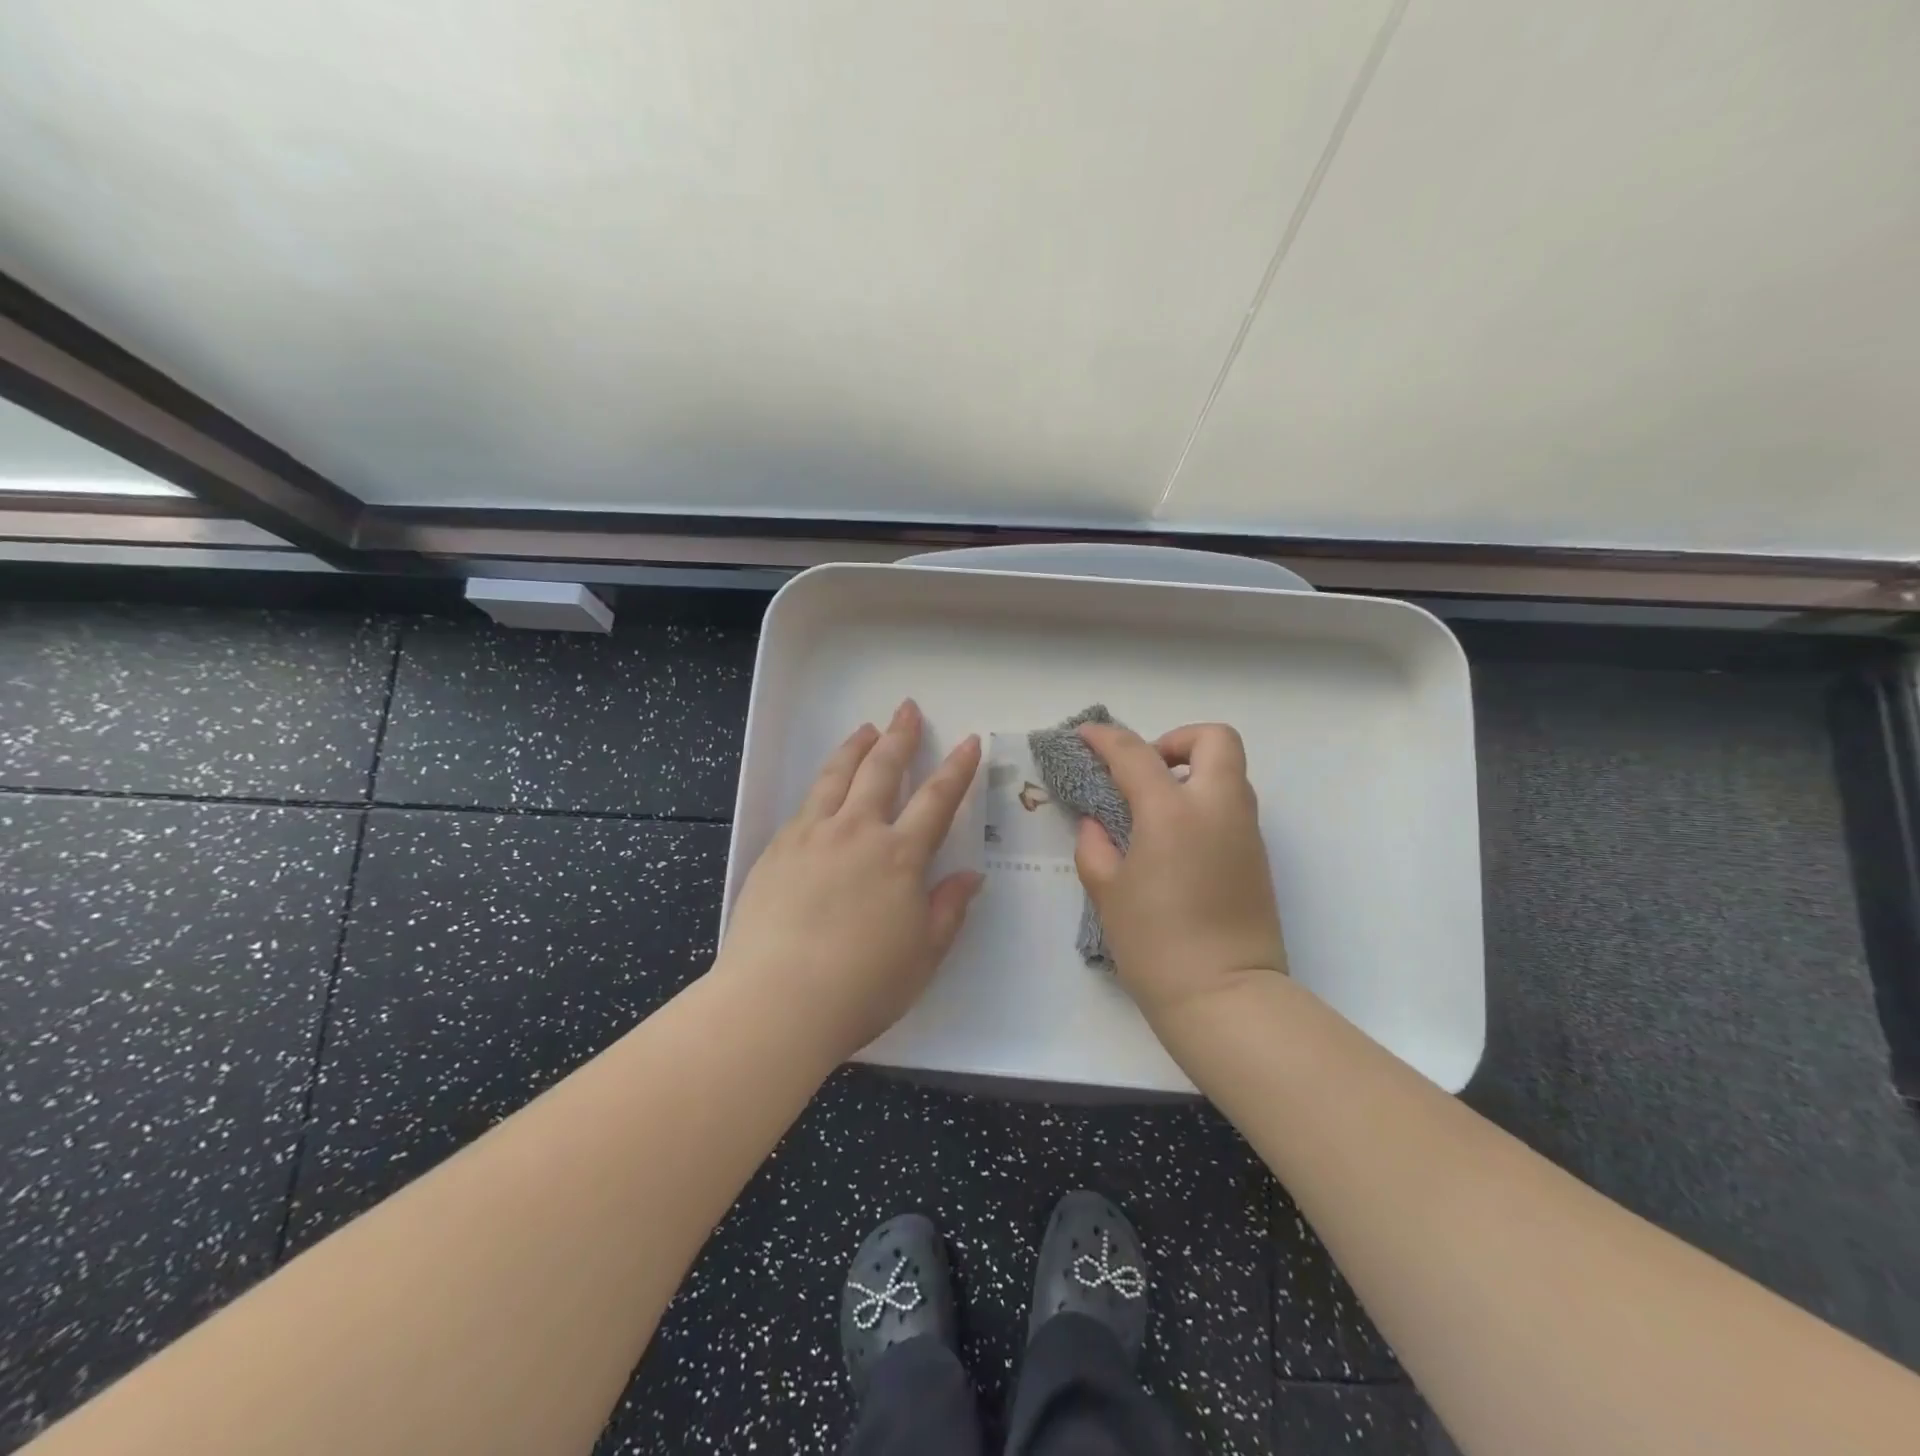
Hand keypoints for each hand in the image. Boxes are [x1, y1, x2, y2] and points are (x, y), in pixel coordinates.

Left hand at [717, 700, 983, 1061]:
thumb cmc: (862, 986)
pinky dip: (822, 782)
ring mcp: (812, 836)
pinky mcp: (777, 849)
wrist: (777, 1000)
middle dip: (900, 737)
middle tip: (906, 709)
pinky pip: (805, 803)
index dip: (957, 768)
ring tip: (867, 729)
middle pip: (882, 770)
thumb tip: (970, 876)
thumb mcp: (923, 955)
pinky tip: (825, 784)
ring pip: (837, 776)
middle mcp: (857, 832)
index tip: (968, 742)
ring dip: (856, 748)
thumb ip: (948, 909)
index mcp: (900, 857)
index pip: (937, 800)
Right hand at [1073, 721, 1286, 1022]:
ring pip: (1229, 771)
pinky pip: (1232, 806)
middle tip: (1146, 771)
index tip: (1085, 735)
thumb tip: (1097, 824)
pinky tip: (1174, 841)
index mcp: (1173, 813)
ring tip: (1154, 808)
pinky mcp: (1257, 857)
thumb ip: (1095, 847)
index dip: (1105, 738)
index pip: (1135, 753)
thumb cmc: (1156, 945)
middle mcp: (1217, 808)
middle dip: (1177, 740)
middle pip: (1214, 739)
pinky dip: (1204, 803)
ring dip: (1192, 772)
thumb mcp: (1108, 893)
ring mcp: (1245, 831)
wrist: (1226, 998)